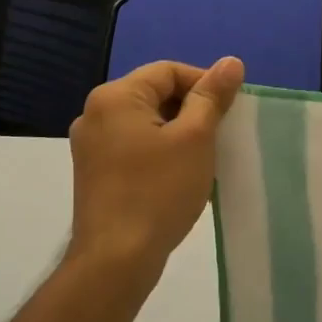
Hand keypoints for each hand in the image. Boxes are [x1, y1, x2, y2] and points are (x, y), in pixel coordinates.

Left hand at [62, 57, 244, 301]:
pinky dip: (161, 152)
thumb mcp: (195, 138)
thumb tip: (231, 62)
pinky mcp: (94, 172)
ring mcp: (90, 145)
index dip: (205, 84)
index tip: (229, 113)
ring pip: (147, 122)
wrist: (116, 259)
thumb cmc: (159, 191)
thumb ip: (212, 96)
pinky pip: (135, 146)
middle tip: (220, 136)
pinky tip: (180, 176)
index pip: (169, 71)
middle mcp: (95, 113)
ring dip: (179, 133)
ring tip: (204, 158)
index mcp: (116, 97)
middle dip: (192, 110)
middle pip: (155, 94)